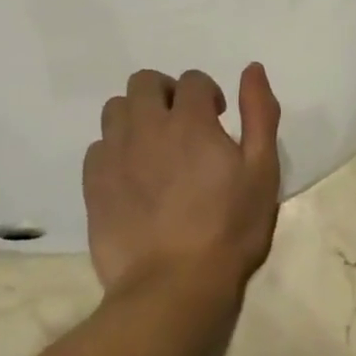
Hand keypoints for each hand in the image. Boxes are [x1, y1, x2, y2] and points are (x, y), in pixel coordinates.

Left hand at [83, 64, 282, 332]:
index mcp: (190, 122)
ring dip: (138, 116)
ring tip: (157, 147)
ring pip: (116, 110)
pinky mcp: (93, 185)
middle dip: (167, 93)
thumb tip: (252, 69)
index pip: (193, 80)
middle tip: (185, 125)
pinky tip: (135, 175)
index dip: (208, 94)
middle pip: (144, 83)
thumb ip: (259, 114)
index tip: (219, 119)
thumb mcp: (262, 170)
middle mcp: (147, 128)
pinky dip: (116, 148)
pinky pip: (98, 146)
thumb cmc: (230, 228)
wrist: (174, 286)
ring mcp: (114, 156)